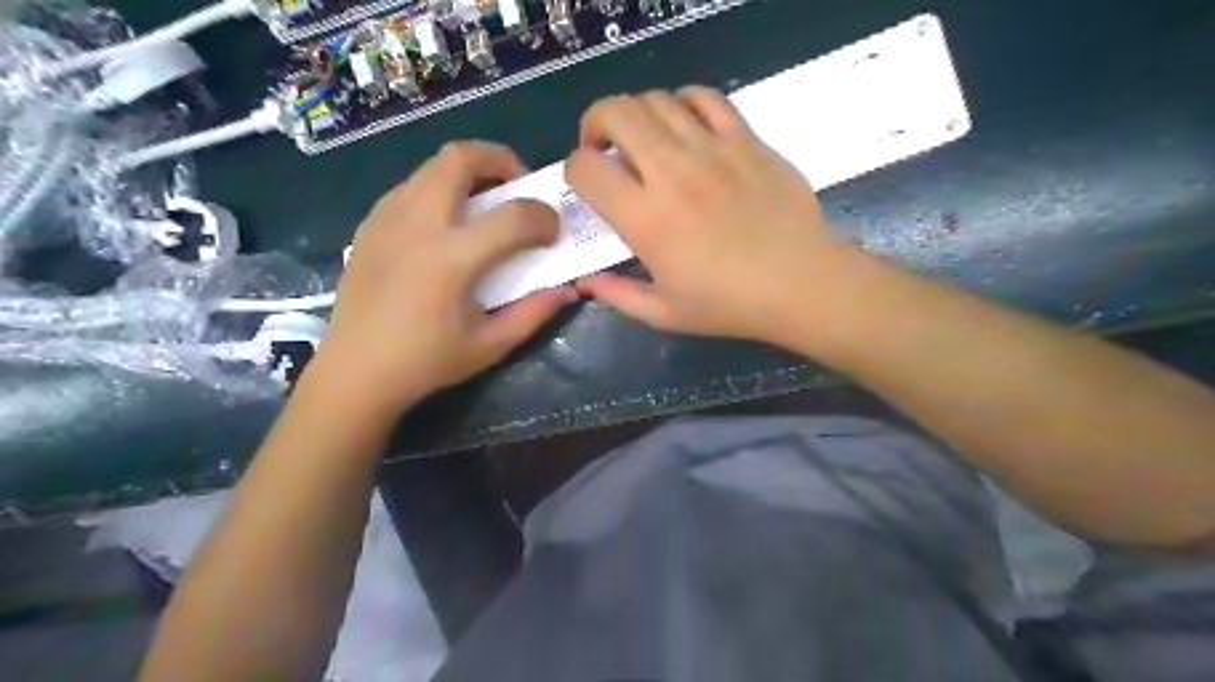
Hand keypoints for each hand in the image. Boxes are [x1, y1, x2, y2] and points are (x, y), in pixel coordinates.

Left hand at [311, 142, 576, 418]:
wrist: (355, 372)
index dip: (544, 216)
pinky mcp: (369, 226)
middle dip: (499, 159)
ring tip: (484, 202)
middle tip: (517, 183)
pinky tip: (445, 224)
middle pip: (459, 158)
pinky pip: (409, 187)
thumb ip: (534, 313)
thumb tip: (569, 289)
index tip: (553, 231)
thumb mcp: (490, 346)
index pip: (513, 215)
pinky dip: (438, 189)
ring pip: (431, 166)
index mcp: (452, 258)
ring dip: (466, 172)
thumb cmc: (426, 362)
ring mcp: (387, 219)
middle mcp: (418, 225)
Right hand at [568, 87, 863, 345]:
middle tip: (604, 148)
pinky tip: (685, 126)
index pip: (586, 168)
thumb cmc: (729, 305)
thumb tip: (583, 282)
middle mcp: (671, 172)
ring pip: (657, 100)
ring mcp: (712, 149)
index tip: (586, 186)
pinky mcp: (745, 139)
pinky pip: (706, 98)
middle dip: (595, 123)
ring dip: (637, 114)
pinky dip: (684, 102)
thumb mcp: (664, 313)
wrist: (800, 283)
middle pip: (615, 113)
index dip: (573, 171)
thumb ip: (616, 294)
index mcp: (645, 218)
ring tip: (644, 140)